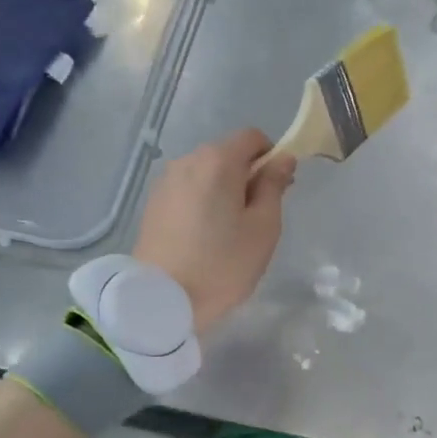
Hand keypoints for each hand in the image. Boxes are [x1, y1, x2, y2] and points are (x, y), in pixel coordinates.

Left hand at [134, 129, 294, 330]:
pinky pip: (188, 191)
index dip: (271, 157)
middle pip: (227, 155)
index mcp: (218, 161)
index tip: (277, 190)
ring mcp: (166, 182)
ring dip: (223, 191)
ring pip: (206, 174)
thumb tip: (283, 159)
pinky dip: (202, 203)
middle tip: (256, 218)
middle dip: (247, 176)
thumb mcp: (263, 228)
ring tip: (228, 232)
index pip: (253, 137)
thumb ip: (274, 186)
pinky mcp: (153, 204)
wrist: (163, 299)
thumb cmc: (223, 265)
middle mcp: (188, 161)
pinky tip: (203, 238)